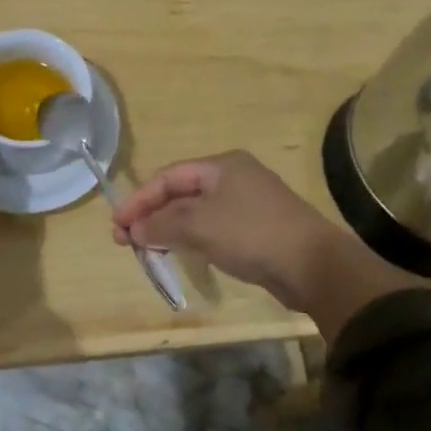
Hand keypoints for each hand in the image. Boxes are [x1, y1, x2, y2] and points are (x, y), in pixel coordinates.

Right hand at [112, 150, 417, 339]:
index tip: (117, 226)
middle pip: (180, 192)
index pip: (168, 176)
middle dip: (151, 215)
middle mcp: (233, 177)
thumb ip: (161, 224)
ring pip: (195, 212)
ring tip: (146, 249)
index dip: (139, 200)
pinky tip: (179, 253)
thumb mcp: (199, 225)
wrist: (313, 265)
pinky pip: (212, 228)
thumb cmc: (251, 233)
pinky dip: (190, 238)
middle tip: (126, 241)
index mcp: (221, 165)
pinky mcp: (255, 229)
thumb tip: (134, 229)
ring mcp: (246, 203)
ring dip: (168, 228)